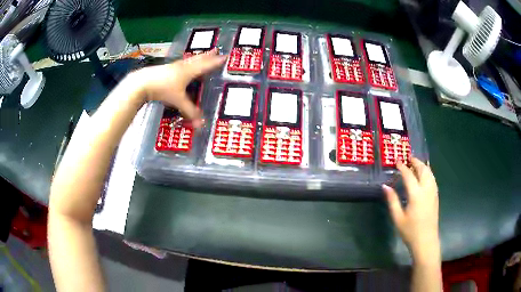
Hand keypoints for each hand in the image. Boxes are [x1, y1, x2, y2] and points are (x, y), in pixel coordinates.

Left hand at [132, 49, 225, 127]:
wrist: (143, 83)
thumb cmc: (163, 89)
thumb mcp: (178, 101)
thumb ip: (190, 111)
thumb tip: (201, 124)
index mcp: (189, 71)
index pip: (206, 65)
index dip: (216, 61)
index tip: (225, 56)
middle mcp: (183, 66)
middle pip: (199, 59)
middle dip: (208, 55)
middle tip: (216, 50)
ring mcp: (174, 66)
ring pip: (190, 60)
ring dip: (198, 57)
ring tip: (203, 55)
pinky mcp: (166, 68)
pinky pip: (182, 63)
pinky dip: (188, 62)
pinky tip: (184, 65)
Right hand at [383, 157, 439, 259]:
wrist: (426, 241)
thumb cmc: (410, 231)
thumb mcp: (398, 218)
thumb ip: (392, 201)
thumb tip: (385, 186)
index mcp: (416, 195)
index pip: (409, 175)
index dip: (403, 167)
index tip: (397, 161)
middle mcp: (427, 190)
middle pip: (423, 170)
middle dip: (416, 162)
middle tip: (408, 158)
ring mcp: (433, 193)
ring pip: (430, 173)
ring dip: (423, 166)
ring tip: (416, 164)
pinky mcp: (436, 196)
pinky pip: (433, 179)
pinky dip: (428, 172)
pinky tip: (424, 175)